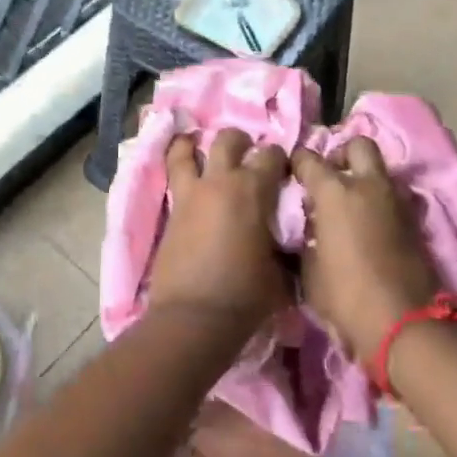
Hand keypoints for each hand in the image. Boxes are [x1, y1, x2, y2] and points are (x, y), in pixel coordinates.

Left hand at [149, 129, 291, 323]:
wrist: (194, 317)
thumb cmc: (246, 295)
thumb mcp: (281, 271)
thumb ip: (283, 246)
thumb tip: (285, 239)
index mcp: (253, 190)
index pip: (271, 155)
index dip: (279, 159)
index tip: (283, 170)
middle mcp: (220, 182)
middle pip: (228, 140)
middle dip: (241, 142)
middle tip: (247, 155)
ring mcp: (190, 194)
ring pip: (186, 150)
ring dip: (195, 145)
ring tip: (199, 147)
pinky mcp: (171, 211)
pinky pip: (173, 177)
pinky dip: (179, 167)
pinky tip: (184, 171)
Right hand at [292, 138, 440, 362]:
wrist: (404, 323)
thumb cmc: (345, 296)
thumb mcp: (308, 270)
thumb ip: (305, 239)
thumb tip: (306, 229)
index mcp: (335, 192)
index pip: (309, 158)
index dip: (296, 163)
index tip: (290, 175)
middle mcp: (369, 186)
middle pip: (358, 145)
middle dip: (342, 155)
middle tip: (329, 177)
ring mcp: (397, 201)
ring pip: (380, 171)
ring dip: (364, 179)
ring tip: (348, 205)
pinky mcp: (415, 221)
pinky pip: (393, 197)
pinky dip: (379, 202)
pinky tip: (367, 224)